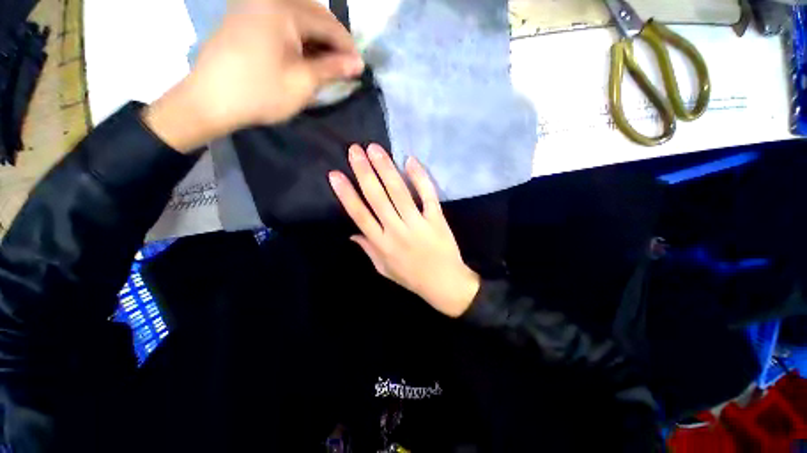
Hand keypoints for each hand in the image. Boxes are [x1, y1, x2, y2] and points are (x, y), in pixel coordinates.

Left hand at [145, 0, 362, 151]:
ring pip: (298, 14)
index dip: (347, 46)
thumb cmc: (260, 94)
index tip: (360, 67)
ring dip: (316, 36)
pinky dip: (298, 34)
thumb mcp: (302, 83)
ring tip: (327, 61)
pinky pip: (281, 18)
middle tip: (344, 64)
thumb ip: (332, 69)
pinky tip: (304, 52)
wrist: (210, 100)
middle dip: (333, 39)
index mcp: (282, 9)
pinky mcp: (245, 14)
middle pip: (314, 13)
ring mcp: (253, 3)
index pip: (328, 23)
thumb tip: (358, 64)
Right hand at [329, 144, 480, 317]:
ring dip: (386, 169)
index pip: (360, 215)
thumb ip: (368, 250)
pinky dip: (419, 177)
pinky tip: (410, 161)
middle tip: (355, 150)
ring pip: (399, 192)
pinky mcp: (436, 219)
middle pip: (377, 197)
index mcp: (382, 244)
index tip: (335, 175)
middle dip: (364, 172)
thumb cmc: (412, 277)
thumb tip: (351, 234)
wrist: (444, 283)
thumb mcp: (384, 269)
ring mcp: (418, 224)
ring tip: (375, 149)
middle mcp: (397, 231)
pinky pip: (427, 195)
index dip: (346, 194)